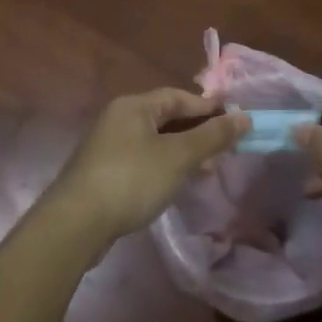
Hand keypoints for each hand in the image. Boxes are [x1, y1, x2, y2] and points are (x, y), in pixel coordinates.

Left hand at [47, 89, 247, 248]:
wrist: (76, 224)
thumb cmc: (132, 179)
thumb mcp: (179, 156)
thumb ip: (213, 136)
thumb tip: (244, 117)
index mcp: (133, 106)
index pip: (178, 97)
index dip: (208, 108)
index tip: (235, 122)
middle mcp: (118, 119)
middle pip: (166, 119)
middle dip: (198, 133)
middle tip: (225, 150)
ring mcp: (108, 147)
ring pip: (155, 142)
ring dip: (183, 153)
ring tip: (207, 171)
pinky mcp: (103, 174)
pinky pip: (143, 161)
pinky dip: (164, 167)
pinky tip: (177, 185)